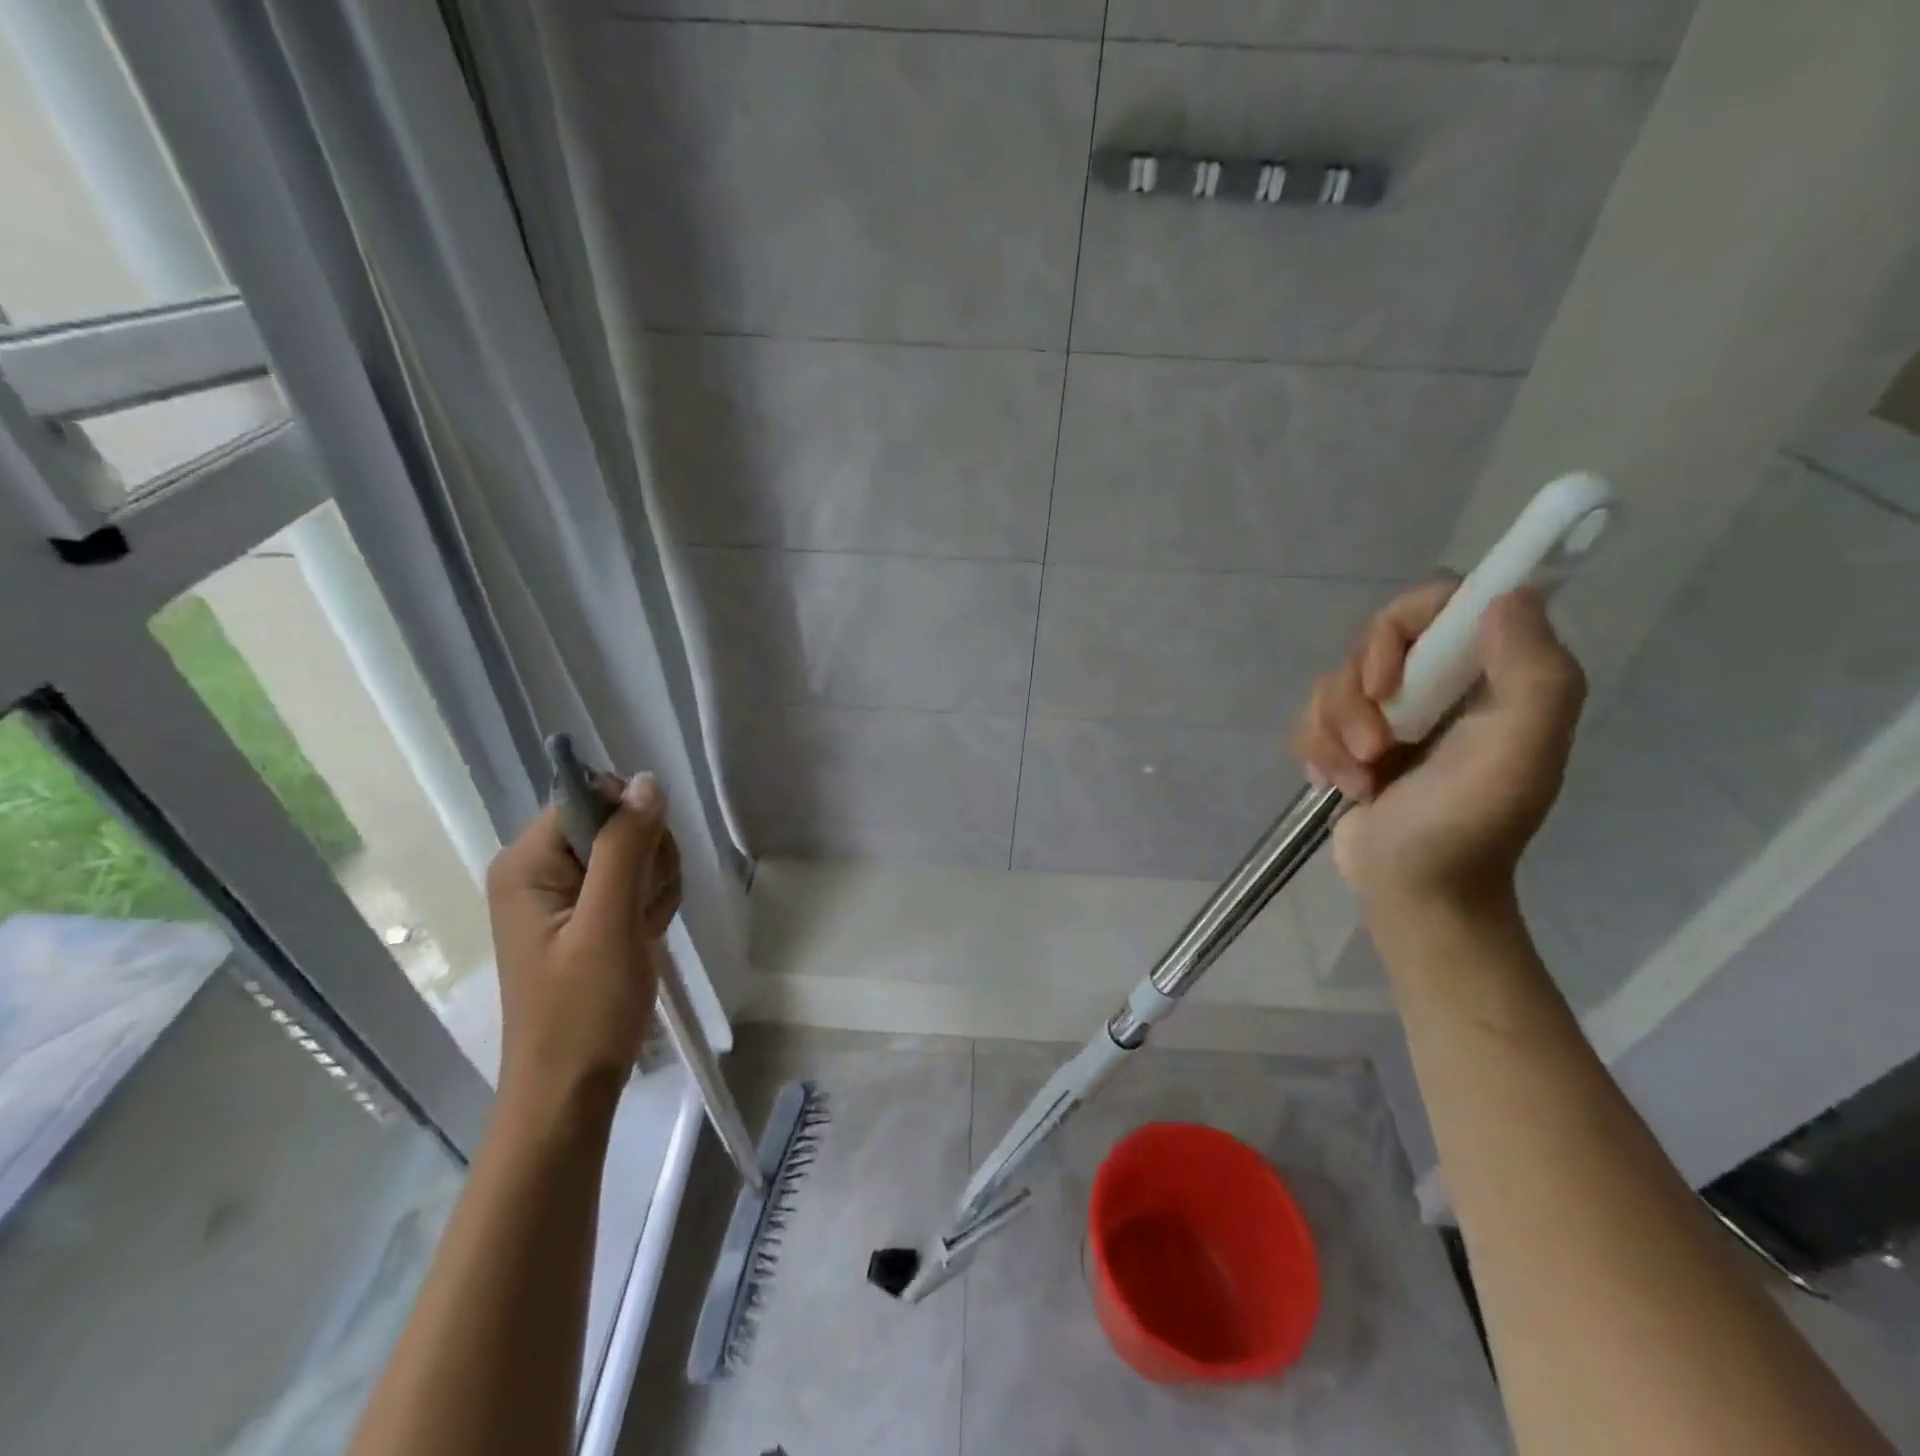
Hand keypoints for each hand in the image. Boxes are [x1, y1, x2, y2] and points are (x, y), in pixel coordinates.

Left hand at [485, 773, 681, 1113]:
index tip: (641, 869)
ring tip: (642, 931)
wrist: (572, 1089)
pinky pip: (636, 880)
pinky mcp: (586, 913)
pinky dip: (651, 904)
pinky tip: (644, 936)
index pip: (589, 797)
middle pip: (617, 821)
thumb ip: (626, 847)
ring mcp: (563, 892)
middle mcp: (540, 868)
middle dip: (647, 859)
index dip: (629, 822)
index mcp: (527, 862)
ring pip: (635, 851)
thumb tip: (646, 780)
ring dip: (654, 885)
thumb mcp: (609, 923)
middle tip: (640, 911)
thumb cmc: (583, 1011)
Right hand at [1290, 582, 1584, 913]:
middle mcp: (1437, 683)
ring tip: (1359, 782)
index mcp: (1486, 673)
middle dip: (1355, 702)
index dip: (1395, 630)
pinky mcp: (1348, 741)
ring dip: (1333, 737)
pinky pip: (1309, 719)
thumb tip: (1504, 596)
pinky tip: (1340, 787)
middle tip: (1375, 749)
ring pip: (1331, 685)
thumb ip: (1532, 671)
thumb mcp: (1519, 750)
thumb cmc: (1468, 825)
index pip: (1434, 604)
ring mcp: (1388, 714)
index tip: (1385, 683)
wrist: (1416, 892)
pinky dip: (1317, 754)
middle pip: (1369, 645)